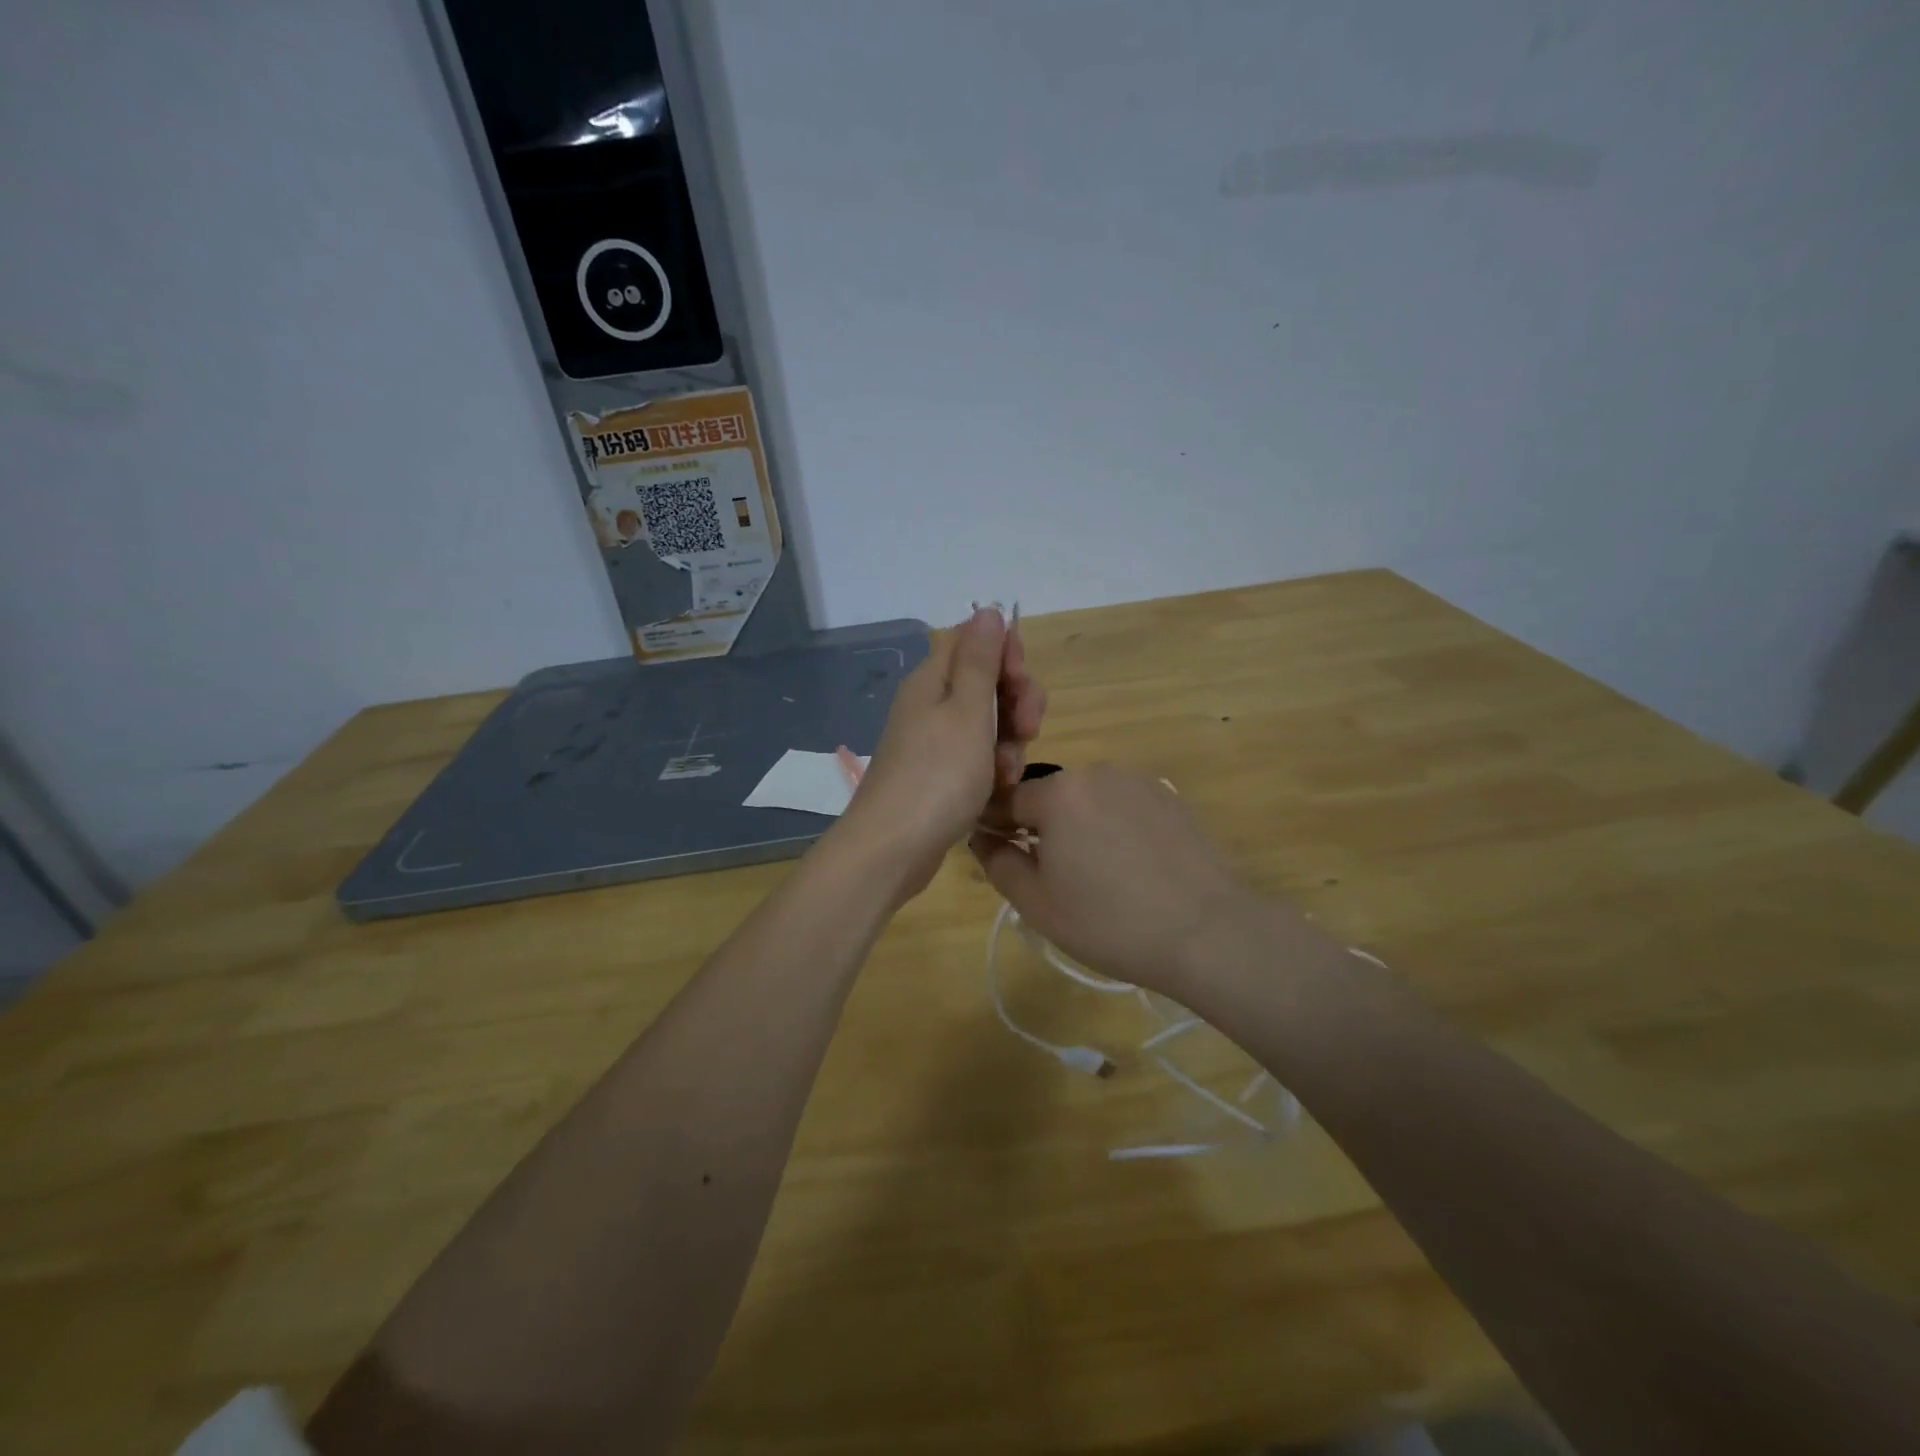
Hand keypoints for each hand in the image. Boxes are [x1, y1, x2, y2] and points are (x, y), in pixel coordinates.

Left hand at [834, 606, 1045, 900]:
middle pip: (986, 682)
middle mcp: (931, 703)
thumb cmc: (936, 775)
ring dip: (1009, 741)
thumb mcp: (966, 711)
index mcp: (933, 679)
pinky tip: (998, 789)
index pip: (974, 641)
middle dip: (1016, 702)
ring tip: (1007, 771)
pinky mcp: (939, 773)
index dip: (1006, 654)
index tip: (1021, 680)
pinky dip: (992, 768)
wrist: (893, 848)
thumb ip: (979, 660)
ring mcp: (934, 741)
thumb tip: (986, 609)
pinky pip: (977, 756)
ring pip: (988, 723)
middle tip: (1028, 728)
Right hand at [969, 764, 1274, 992]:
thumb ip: (998, 861)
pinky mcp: (1170, 797)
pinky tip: (1133, 868)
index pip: (1007, 800)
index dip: (997, 829)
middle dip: (1043, 829)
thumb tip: (983, 836)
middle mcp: (1097, 772)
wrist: (1207, 932)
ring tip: (1100, 876)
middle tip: (1056, 878)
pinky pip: (1124, 807)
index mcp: (1058, 792)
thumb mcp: (1036, 903)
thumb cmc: (1109, 922)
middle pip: (1050, 798)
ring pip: (1089, 801)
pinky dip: (1117, 828)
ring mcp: (1139, 782)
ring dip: (1081, 827)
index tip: (1002, 858)